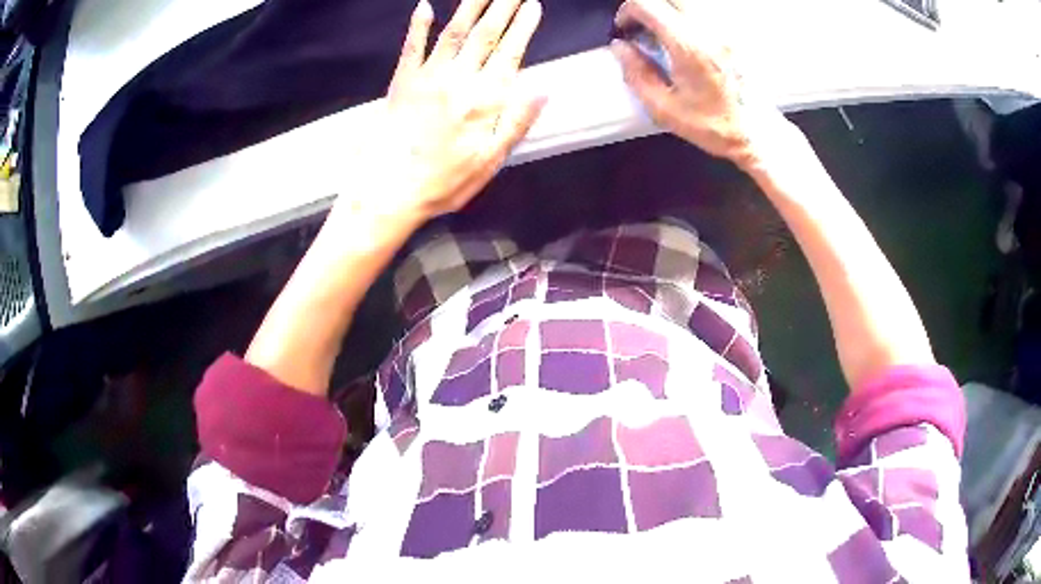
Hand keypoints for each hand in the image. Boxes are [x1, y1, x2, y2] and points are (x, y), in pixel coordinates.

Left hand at [358, 0, 545, 221]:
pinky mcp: (402, 81)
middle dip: (503, 6)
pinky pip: (411, 46)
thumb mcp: (490, 162)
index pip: (510, 54)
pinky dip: (419, 24)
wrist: (388, 191)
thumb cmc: (443, 182)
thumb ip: (517, 122)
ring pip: (454, 32)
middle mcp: (459, 80)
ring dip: (471, 5)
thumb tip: (544, 89)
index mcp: (485, 101)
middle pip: (485, 34)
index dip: (523, 27)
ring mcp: (428, 77)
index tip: (533, 5)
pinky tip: (424, 5)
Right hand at [610, 0, 790, 169]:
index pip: (647, 5)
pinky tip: (685, 36)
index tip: (625, 29)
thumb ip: (636, 74)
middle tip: (642, 25)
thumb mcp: (664, 109)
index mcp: (688, 46)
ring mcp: (724, 28)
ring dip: (668, 10)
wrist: (757, 132)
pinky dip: (687, 17)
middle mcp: (707, 29)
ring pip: (689, 2)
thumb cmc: (712, 125)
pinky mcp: (733, 34)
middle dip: (647, 6)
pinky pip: (705, 11)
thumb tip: (620, 46)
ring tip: (662, 31)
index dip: (627, 11)